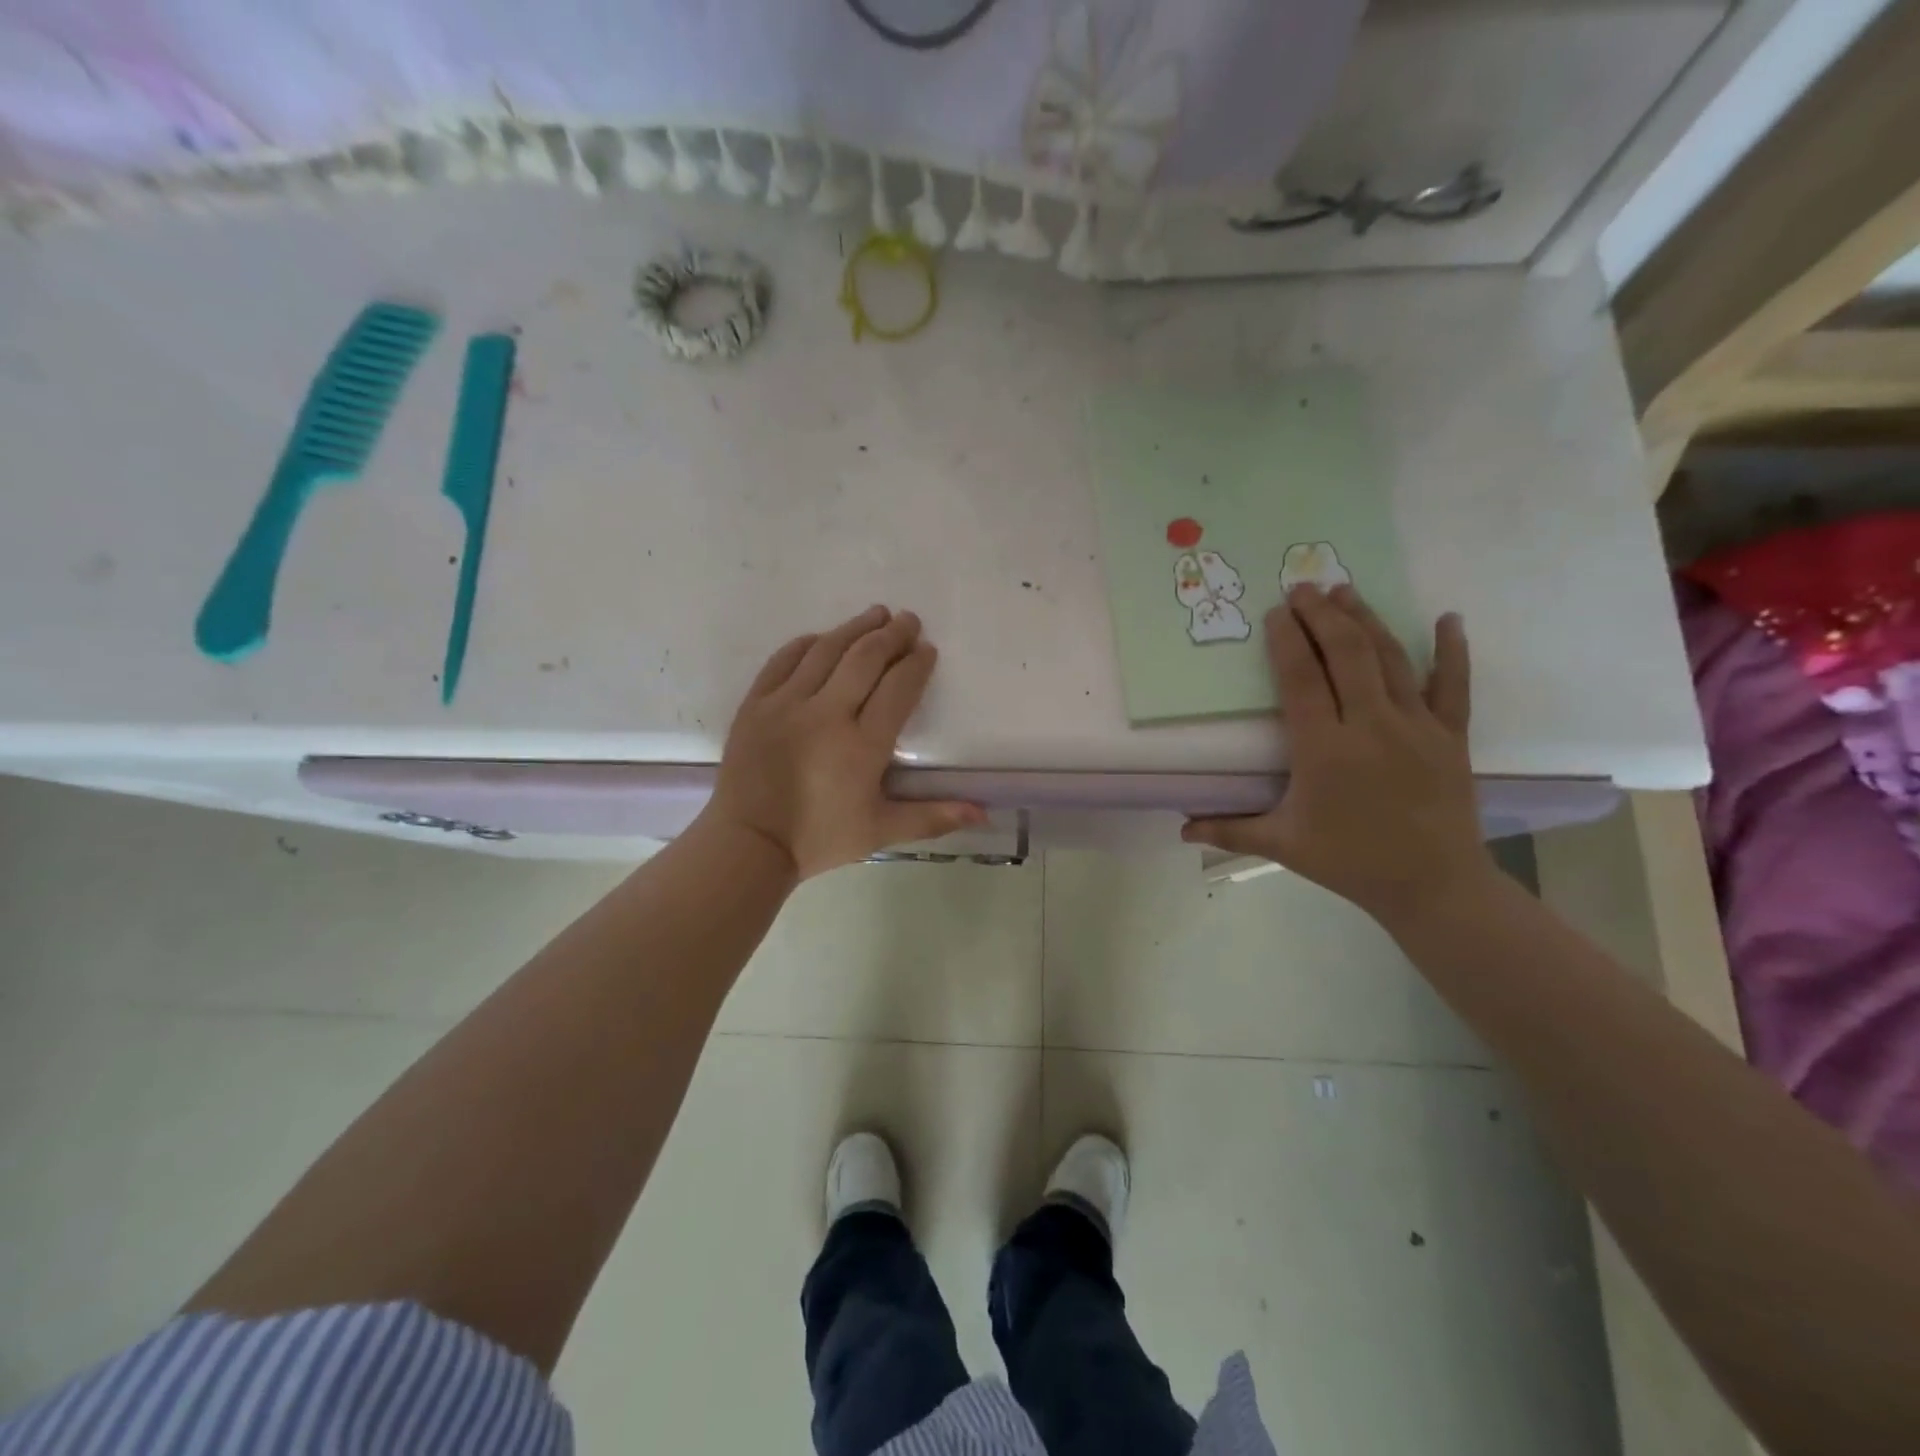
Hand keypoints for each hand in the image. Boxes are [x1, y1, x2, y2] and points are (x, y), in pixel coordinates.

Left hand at [704, 605, 984, 879]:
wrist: (748, 844)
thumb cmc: (819, 838)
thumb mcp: (881, 832)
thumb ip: (933, 816)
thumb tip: (984, 813)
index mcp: (862, 744)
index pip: (898, 688)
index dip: (916, 664)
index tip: (927, 650)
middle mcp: (826, 714)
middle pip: (865, 658)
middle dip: (892, 635)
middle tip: (909, 621)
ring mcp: (786, 704)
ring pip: (826, 650)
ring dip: (855, 628)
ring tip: (877, 614)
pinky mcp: (756, 703)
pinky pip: (783, 660)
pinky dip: (807, 643)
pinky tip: (824, 637)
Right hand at [1182, 585, 1494, 925]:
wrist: (1434, 886)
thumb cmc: (1350, 862)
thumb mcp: (1283, 845)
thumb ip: (1230, 830)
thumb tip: (1181, 830)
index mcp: (1324, 750)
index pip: (1302, 680)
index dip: (1287, 641)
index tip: (1276, 614)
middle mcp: (1370, 726)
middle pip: (1346, 654)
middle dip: (1322, 616)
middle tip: (1303, 588)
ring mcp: (1416, 726)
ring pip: (1390, 659)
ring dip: (1366, 620)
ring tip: (1345, 591)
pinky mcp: (1450, 735)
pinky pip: (1453, 685)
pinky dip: (1452, 650)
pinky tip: (1448, 618)